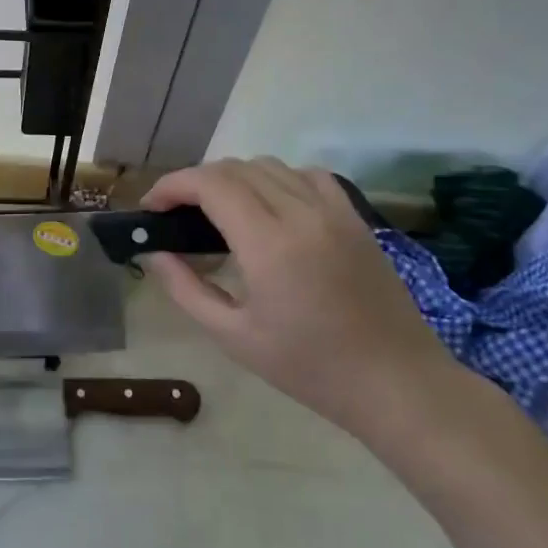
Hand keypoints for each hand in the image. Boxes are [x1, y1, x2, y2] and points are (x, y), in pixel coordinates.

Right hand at [142, 158, 450, 437]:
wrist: (396, 382)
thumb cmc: (309, 367)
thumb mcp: (233, 337)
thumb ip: (186, 289)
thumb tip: (154, 253)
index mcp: (269, 244)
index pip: (210, 184)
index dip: (172, 185)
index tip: (151, 206)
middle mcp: (302, 213)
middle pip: (235, 168)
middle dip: (195, 181)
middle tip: (175, 213)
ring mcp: (334, 210)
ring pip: (270, 165)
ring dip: (233, 177)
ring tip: (216, 210)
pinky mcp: (355, 217)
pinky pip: (307, 175)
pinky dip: (276, 178)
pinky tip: (269, 206)